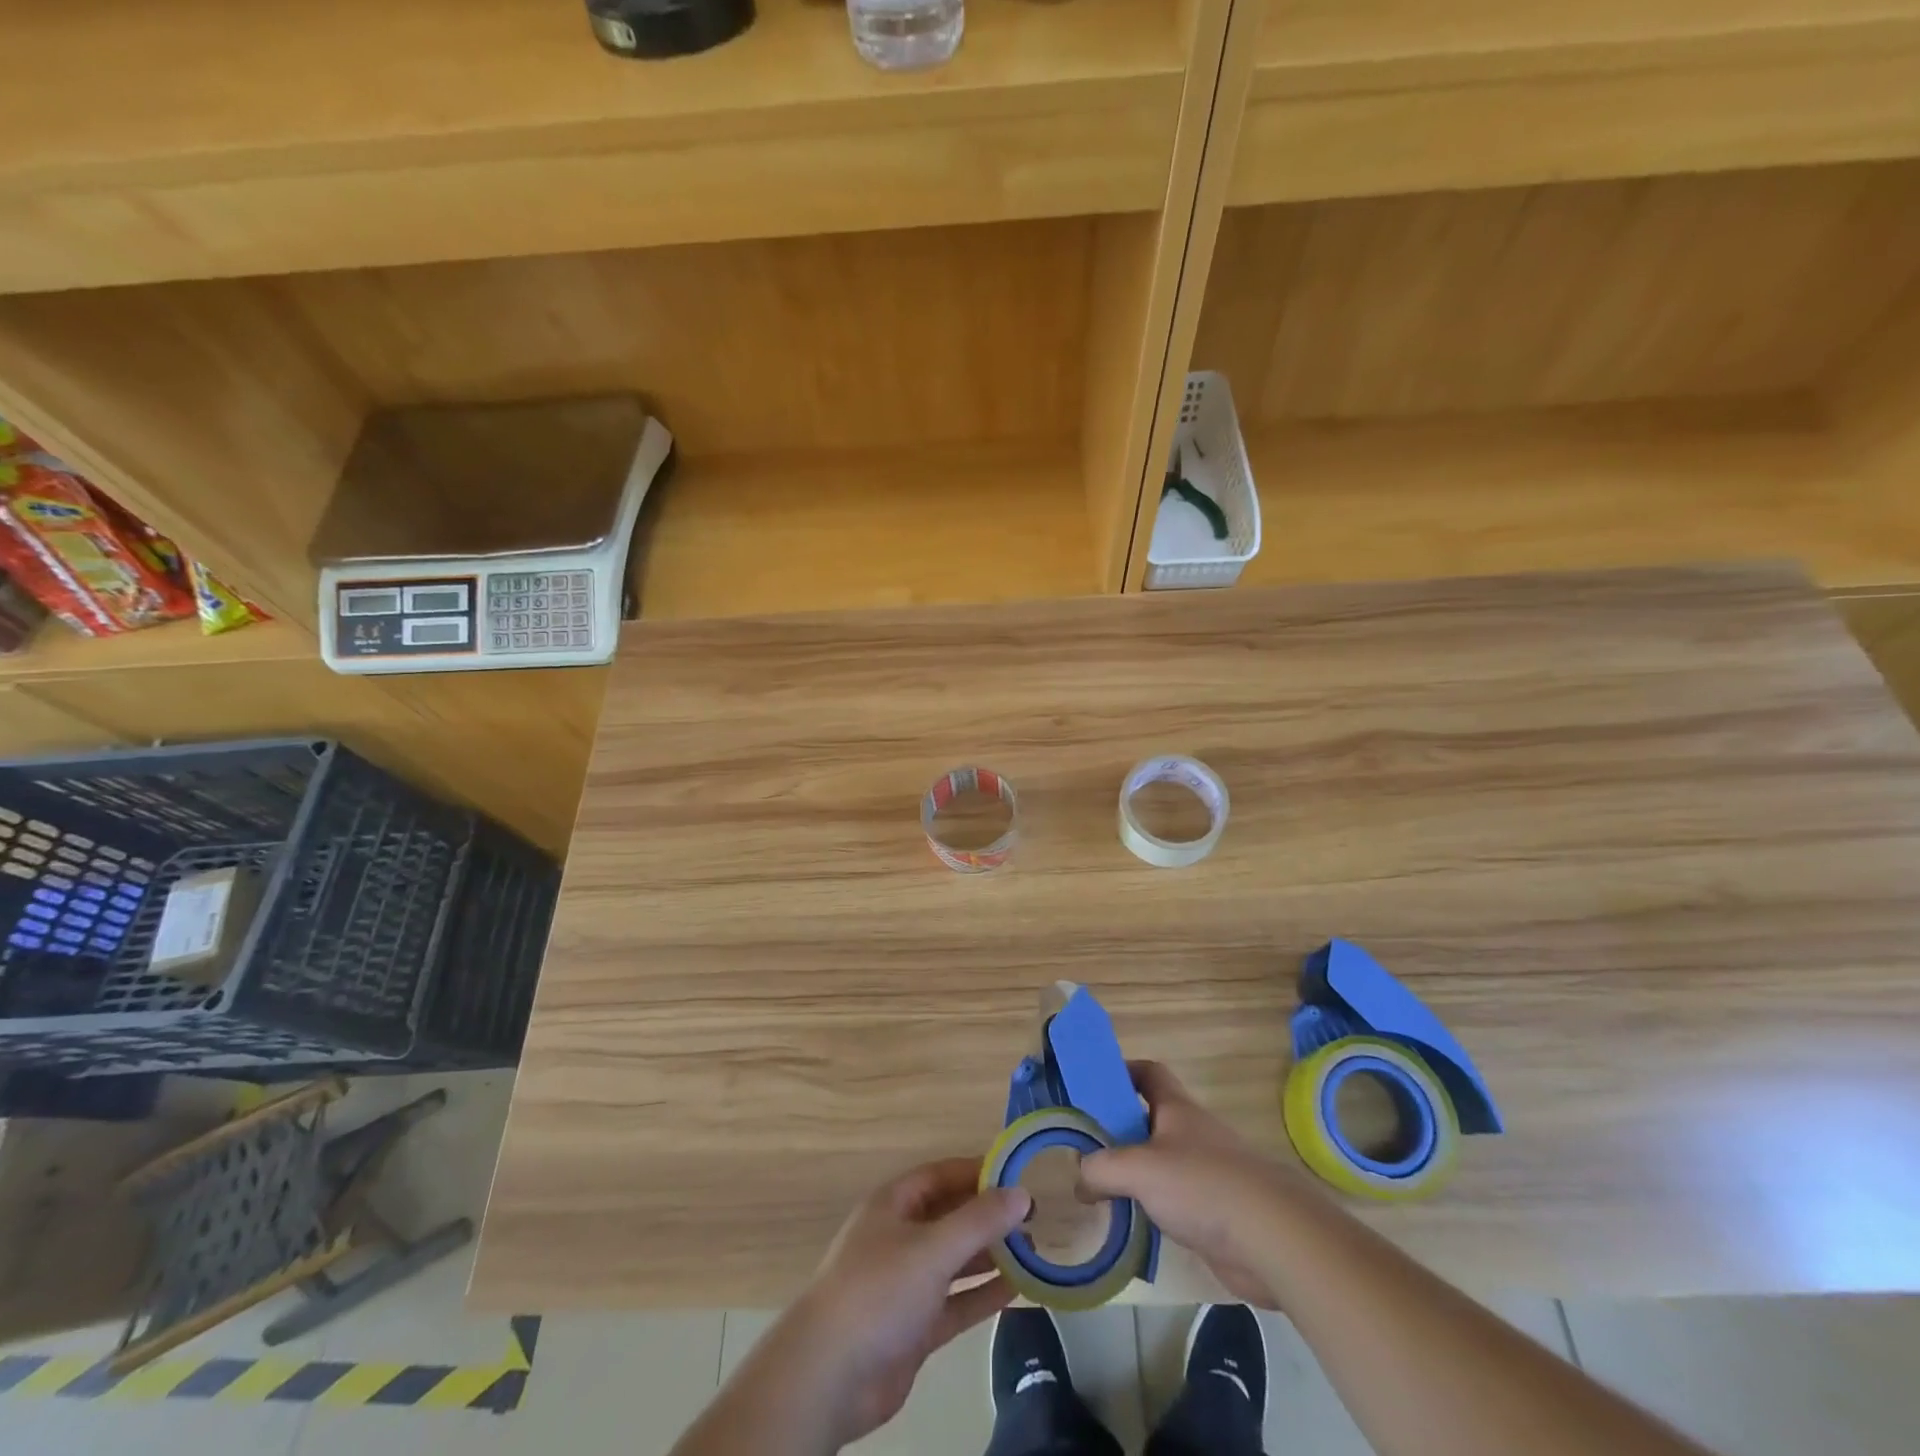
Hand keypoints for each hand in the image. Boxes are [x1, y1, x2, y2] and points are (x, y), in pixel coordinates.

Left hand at [759, 1158, 1031, 1448]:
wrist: (829, 1376)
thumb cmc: (878, 1290)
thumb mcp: (932, 1247)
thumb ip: (979, 1221)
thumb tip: (1022, 1194)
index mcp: (894, 1204)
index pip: (942, 1175)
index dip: (978, 1172)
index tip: (1019, 1174)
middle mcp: (900, 1236)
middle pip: (950, 1216)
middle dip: (989, 1216)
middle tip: (1034, 1217)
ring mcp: (906, 1283)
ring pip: (955, 1260)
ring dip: (990, 1255)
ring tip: (1034, 1250)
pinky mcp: (914, 1326)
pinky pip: (955, 1301)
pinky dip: (982, 1294)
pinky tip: (1017, 1289)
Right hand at [1078, 1060, 1310, 1307]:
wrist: (1273, 1238)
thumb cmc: (1202, 1185)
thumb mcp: (1138, 1169)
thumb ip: (1101, 1169)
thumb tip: (1080, 1178)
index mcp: (1176, 1108)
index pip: (1149, 1072)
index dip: (1122, 1071)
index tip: (1093, 1086)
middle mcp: (1192, 1132)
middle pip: (1150, 1118)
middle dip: (1120, 1129)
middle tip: (1086, 1147)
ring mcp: (1208, 1172)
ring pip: (1162, 1162)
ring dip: (1135, 1172)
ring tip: (1101, 1190)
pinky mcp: (1217, 1211)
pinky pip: (1176, 1201)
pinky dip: (1154, 1208)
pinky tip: (1135, 1226)